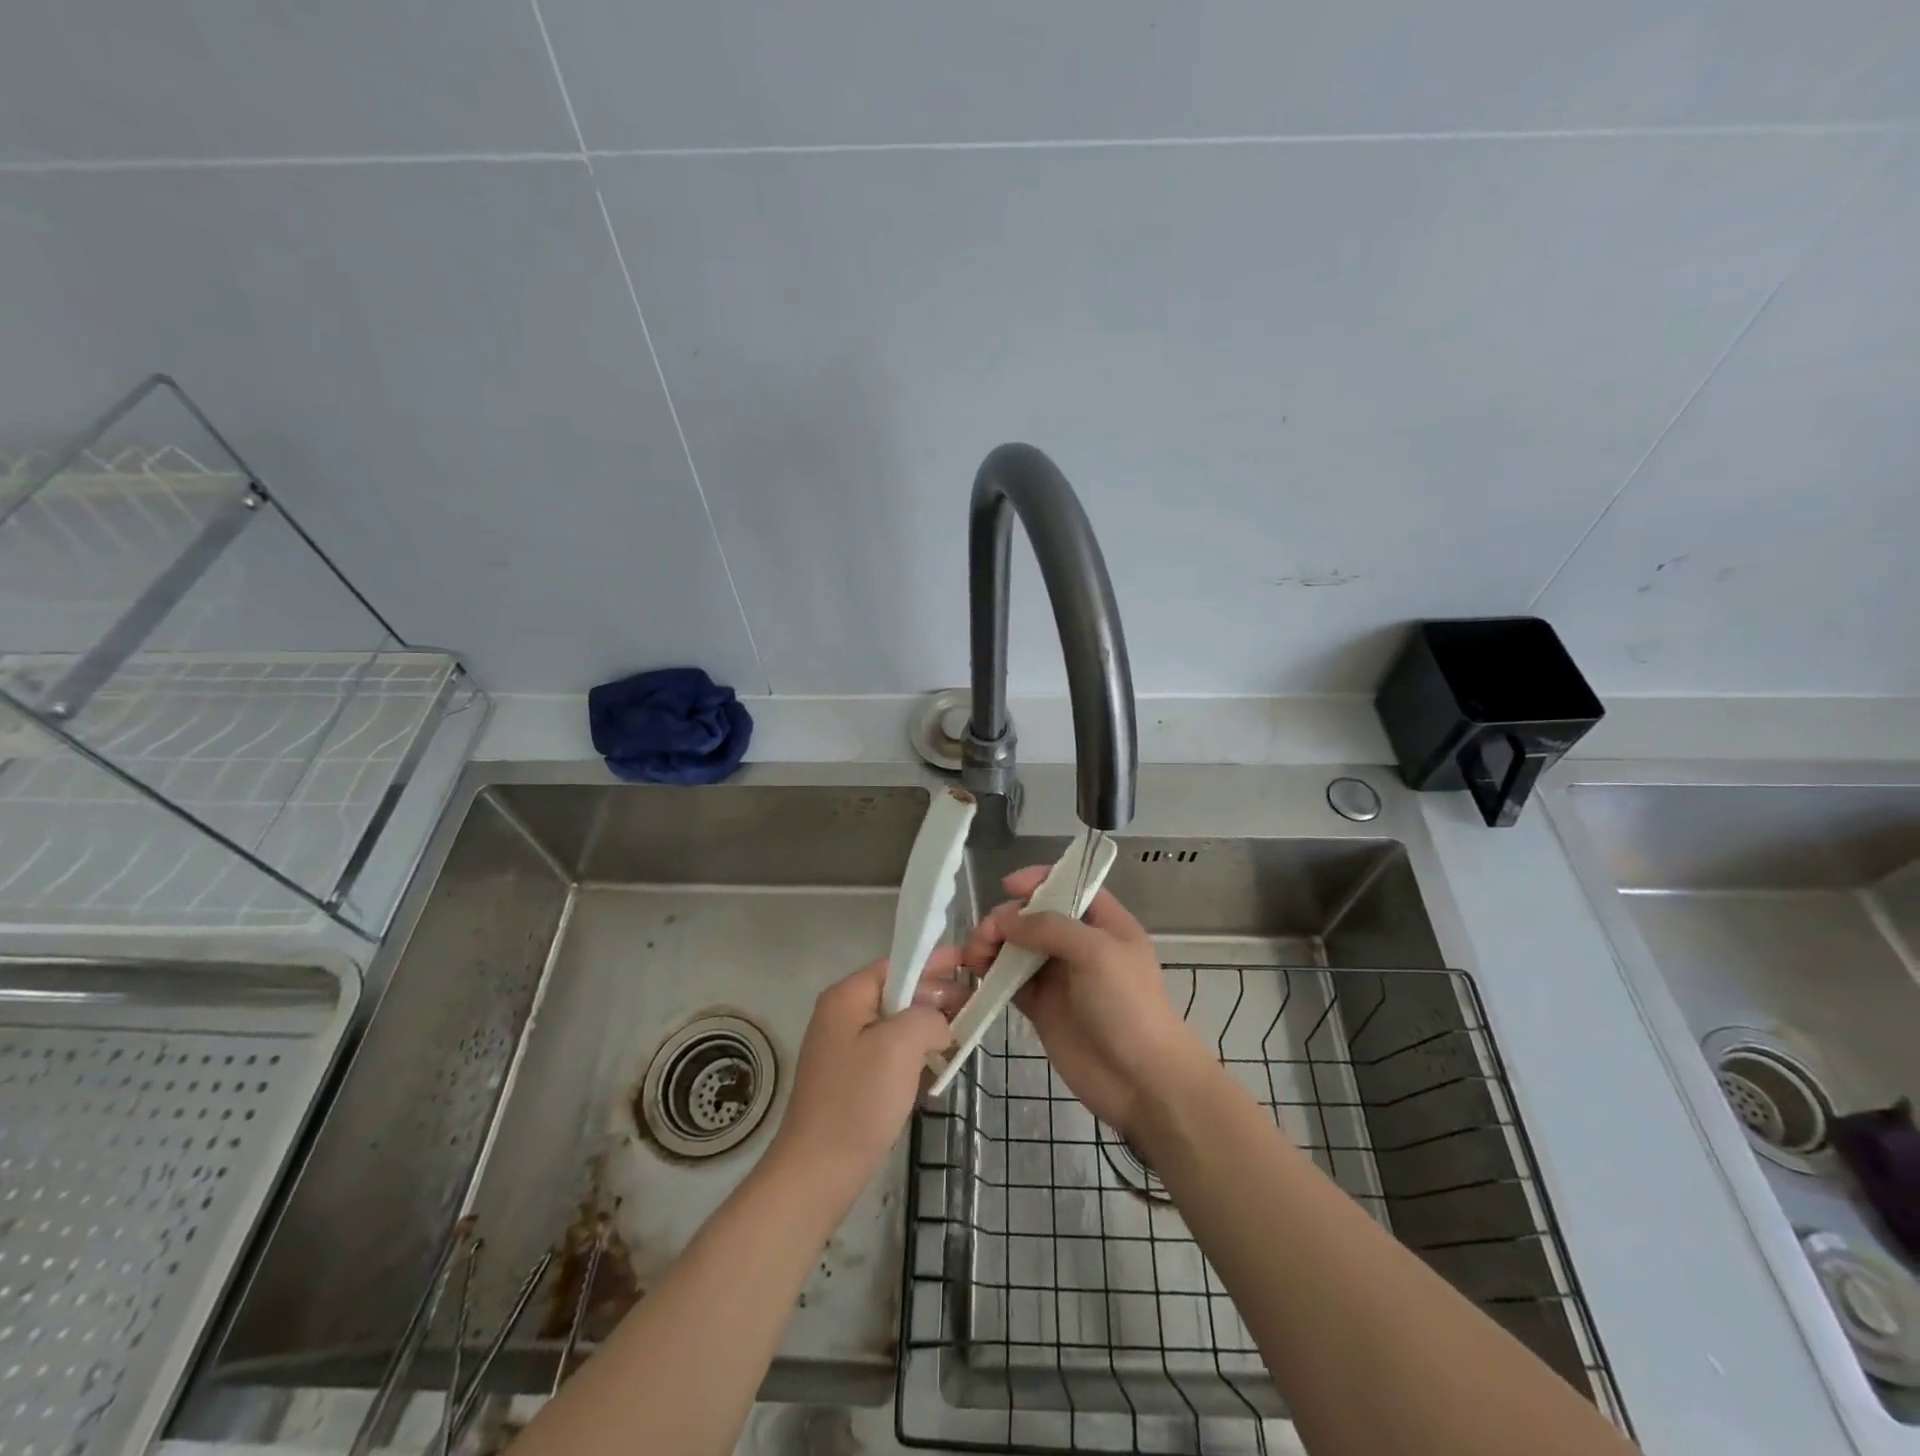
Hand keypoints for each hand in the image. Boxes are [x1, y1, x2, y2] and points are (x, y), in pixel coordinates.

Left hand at [768, 955, 955, 1195]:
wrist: (818, 1173)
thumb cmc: (859, 1101)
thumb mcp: (902, 1045)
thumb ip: (928, 1016)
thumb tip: (938, 1022)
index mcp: (846, 997)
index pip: (897, 965)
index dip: (933, 963)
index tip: (968, 964)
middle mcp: (840, 1015)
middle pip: (897, 993)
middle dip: (935, 998)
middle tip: (974, 1006)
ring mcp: (842, 1049)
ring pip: (895, 1026)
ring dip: (926, 1030)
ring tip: (960, 1038)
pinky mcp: (849, 1080)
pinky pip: (888, 1054)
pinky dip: (912, 1057)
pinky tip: (935, 1072)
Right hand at [963, 868, 1207, 1139]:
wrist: (1140, 1080)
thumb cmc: (1127, 1005)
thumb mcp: (1096, 952)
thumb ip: (1049, 927)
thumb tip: (1005, 920)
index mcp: (1104, 923)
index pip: (1069, 885)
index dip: (1039, 880)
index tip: (1008, 887)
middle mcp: (1079, 944)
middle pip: (1035, 916)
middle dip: (1007, 917)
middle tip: (986, 935)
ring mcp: (1059, 976)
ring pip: (1017, 947)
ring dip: (993, 944)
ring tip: (974, 955)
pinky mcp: (1041, 1006)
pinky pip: (1010, 980)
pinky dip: (991, 974)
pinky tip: (975, 973)